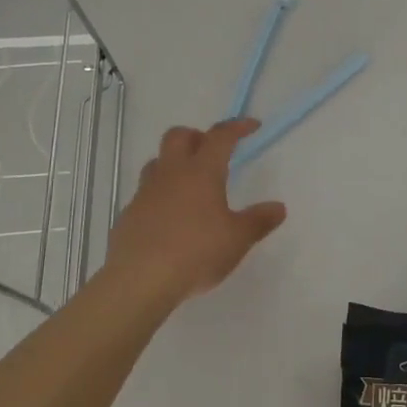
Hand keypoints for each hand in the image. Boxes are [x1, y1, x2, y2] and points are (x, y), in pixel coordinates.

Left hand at [104, 119, 286, 306]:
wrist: (139, 280)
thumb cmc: (196, 253)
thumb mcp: (237, 239)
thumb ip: (259, 221)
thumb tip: (278, 207)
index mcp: (201, 172)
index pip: (220, 136)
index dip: (237, 127)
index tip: (252, 126)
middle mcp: (171, 174)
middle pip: (178, 136)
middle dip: (197, 136)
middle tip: (212, 152)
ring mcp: (145, 193)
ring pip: (157, 162)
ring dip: (173, 163)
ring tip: (189, 184)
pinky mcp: (128, 215)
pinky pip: (145, 193)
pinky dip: (159, 195)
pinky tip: (170, 219)